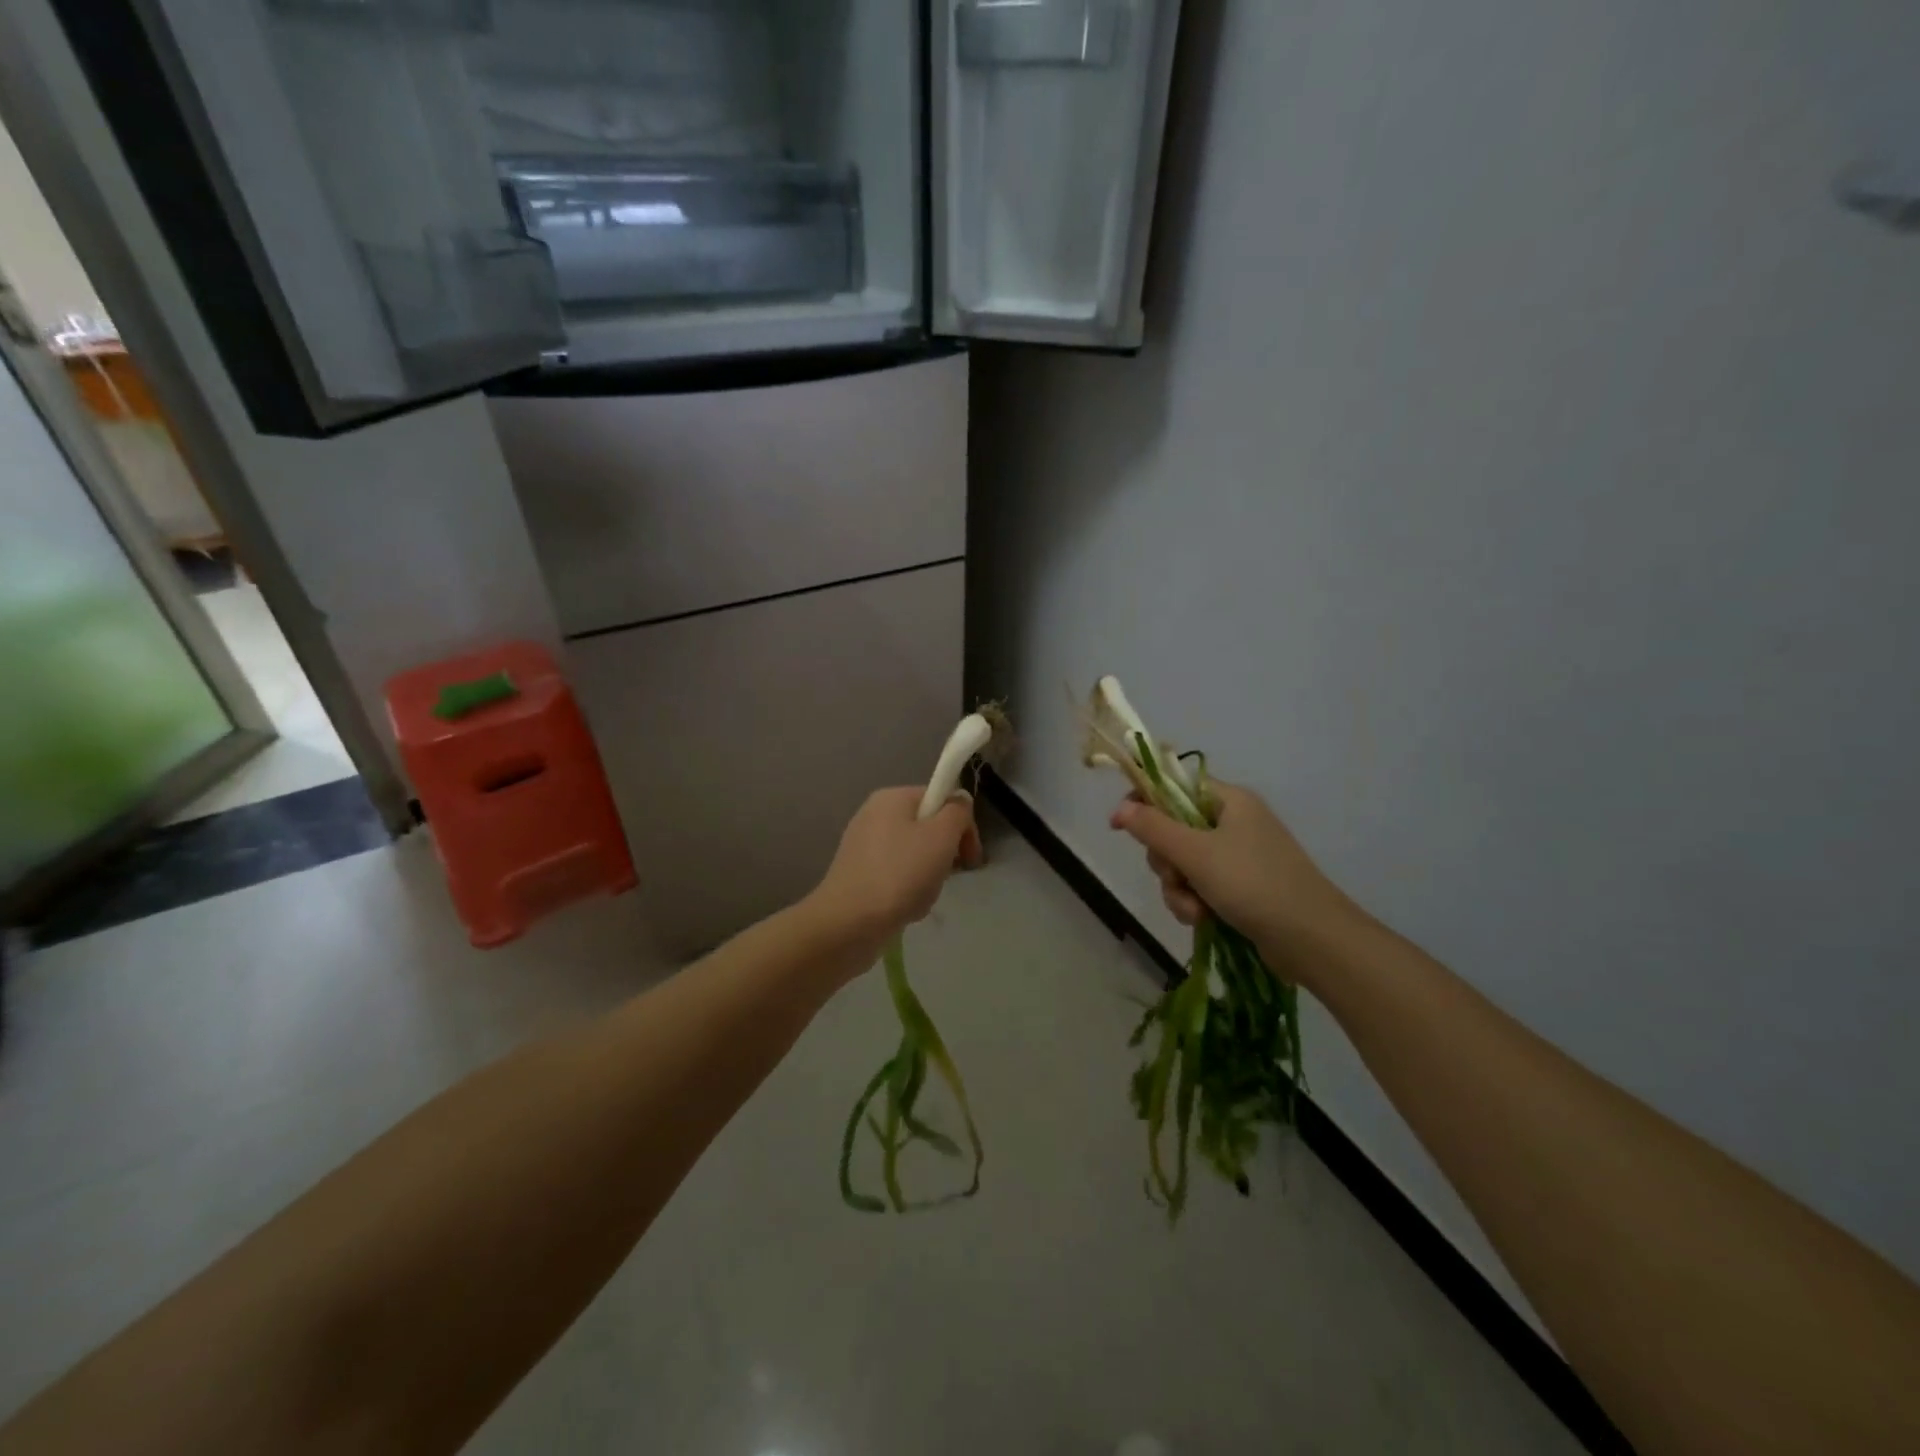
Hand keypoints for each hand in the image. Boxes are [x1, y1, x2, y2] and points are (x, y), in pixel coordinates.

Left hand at [811, 787, 982, 956]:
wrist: (848, 924)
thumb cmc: (900, 874)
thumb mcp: (941, 836)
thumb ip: (957, 812)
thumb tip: (959, 802)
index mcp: (892, 797)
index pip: (940, 798)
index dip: (961, 825)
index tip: (970, 856)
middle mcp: (874, 815)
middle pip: (928, 827)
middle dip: (944, 853)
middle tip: (946, 876)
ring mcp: (863, 845)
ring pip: (915, 855)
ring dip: (928, 876)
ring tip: (921, 897)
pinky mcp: (858, 874)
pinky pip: (896, 875)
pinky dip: (908, 890)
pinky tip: (906, 908)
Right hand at [1111, 781, 1362, 974]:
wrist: (1312, 939)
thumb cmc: (1253, 883)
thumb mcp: (1196, 853)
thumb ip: (1153, 828)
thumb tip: (1119, 808)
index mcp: (1229, 801)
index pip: (1174, 787)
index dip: (1144, 802)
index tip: (1120, 825)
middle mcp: (1233, 823)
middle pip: (1173, 830)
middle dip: (1166, 861)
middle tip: (1175, 876)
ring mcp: (1238, 857)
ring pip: (1183, 864)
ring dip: (1178, 888)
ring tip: (1195, 909)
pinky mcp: (1240, 888)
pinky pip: (1200, 886)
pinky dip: (1195, 903)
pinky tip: (1203, 920)